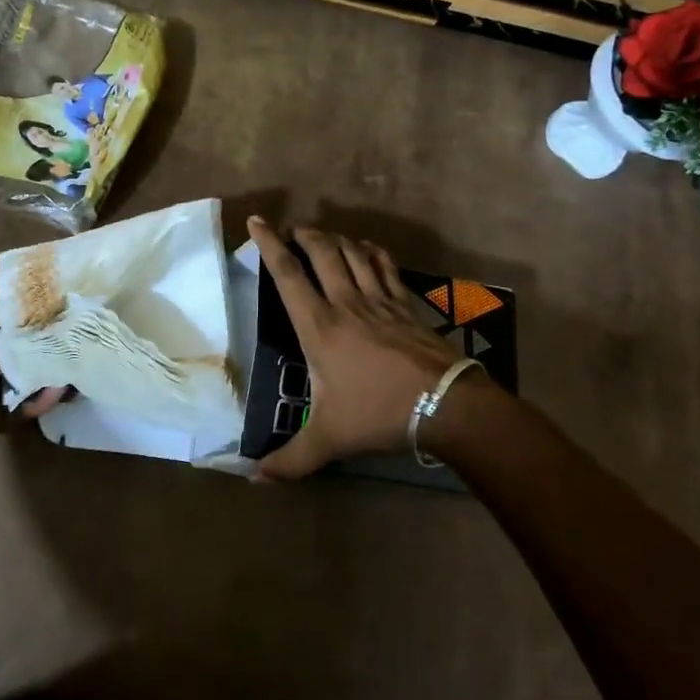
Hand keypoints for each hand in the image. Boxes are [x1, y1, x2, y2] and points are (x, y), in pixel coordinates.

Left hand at [0, 302, 60, 479]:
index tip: (60, 299)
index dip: (27, 304)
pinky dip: (43, 396)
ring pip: (28, 370)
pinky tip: (62, 387)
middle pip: (18, 340)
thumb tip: (41, 320)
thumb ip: (10, 323)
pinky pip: (28, 400)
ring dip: (48, 366)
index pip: (0, 308)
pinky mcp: (1, 410)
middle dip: (44, 336)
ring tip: (76, 355)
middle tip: (75, 327)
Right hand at [248, 217, 459, 479]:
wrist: (446, 404)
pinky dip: (372, 252)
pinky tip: (367, 249)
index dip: (269, 244)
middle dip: (304, 234)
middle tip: (292, 229)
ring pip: (353, 253)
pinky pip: (386, 267)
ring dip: (335, 238)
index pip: (288, 274)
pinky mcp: (406, 305)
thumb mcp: (329, 440)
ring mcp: (379, 300)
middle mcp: (346, 302)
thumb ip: (290, 460)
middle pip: (322, 252)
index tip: (257, 220)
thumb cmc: (379, 413)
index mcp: (319, 326)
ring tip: (322, 235)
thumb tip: (253, 479)